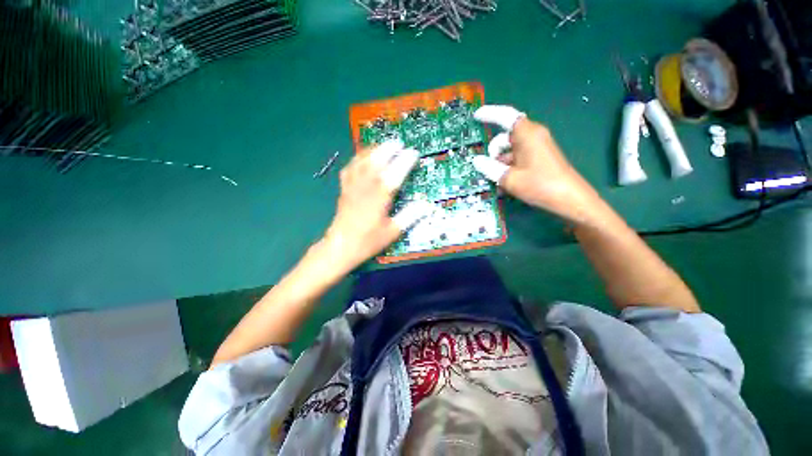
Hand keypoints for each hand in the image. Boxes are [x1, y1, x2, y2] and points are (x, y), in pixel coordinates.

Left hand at [323, 140, 434, 268]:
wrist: (341, 246)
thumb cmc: (368, 241)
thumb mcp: (392, 232)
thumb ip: (409, 217)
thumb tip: (426, 205)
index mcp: (379, 198)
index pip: (394, 175)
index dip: (404, 162)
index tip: (413, 153)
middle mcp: (365, 188)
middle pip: (376, 162)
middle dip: (387, 149)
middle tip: (398, 142)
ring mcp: (352, 187)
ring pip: (361, 162)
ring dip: (373, 150)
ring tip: (382, 145)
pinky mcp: (344, 189)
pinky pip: (349, 168)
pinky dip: (357, 159)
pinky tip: (362, 157)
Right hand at [472, 105, 602, 224]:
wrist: (569, 199)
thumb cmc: (539, 185)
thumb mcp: (509, 178)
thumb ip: (490, 168)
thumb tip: (477, 160)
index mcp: (527, 134)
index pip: (506, 116)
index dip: (490, 114)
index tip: (476, 116)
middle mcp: (532, 136)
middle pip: (505, 137)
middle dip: (493, 152)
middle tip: (490, 170)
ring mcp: (536, 147)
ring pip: (509, 150)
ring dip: (500, 164)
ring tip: (497, 182)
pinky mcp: (538, 157)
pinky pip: (517, 157)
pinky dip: (508, 168)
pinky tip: (505, 184)